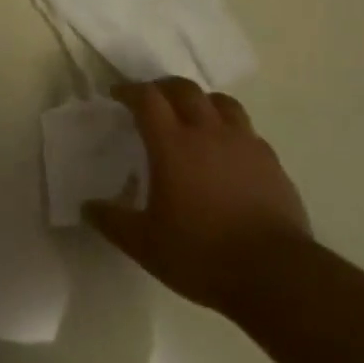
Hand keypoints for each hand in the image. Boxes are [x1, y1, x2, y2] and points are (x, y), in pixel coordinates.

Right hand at [84, 78, 310, 317]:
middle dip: (164, 87)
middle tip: (152, 99)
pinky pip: (247, 130)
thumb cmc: (202, 254)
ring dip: (201, 101)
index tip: (117, 95)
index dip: (129, 91)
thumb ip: (113, 221)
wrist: (276, 274)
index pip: (147, 99)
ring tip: (193, 116)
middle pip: (185, 89)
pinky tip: (227, 151)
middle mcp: (208, 132)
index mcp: (173, 145)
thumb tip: (87, 207)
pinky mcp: (271, 161)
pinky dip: (231, 129)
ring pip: (221, 102)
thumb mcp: (145, 244)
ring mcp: (244, 143)